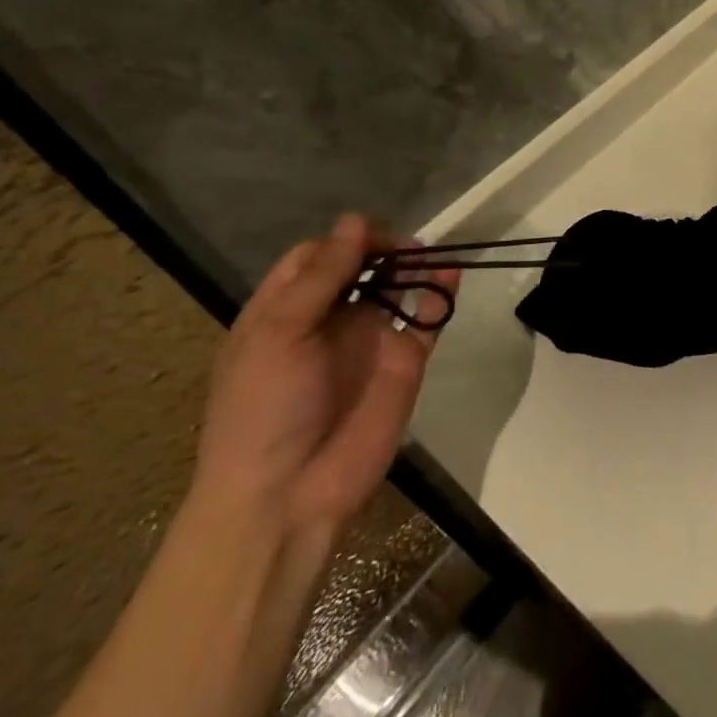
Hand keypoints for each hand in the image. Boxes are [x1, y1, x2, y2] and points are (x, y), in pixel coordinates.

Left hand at [192, 214, 455, 541]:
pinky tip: (451, 279)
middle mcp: (328, 319)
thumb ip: (322, 276)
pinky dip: (441, 297)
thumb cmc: (265, 409)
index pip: (315, 257)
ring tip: (429, 258)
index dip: (343, 241)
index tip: (370, 237)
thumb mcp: (280, 334)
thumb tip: (356, 220)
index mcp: (284, 311)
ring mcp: (369, 340)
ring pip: (396, 288)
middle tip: (406, 248)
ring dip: (414, 267)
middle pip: (360, 267)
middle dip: (384, 250)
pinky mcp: (404, 362)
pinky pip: (426, 320)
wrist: (288, 496)